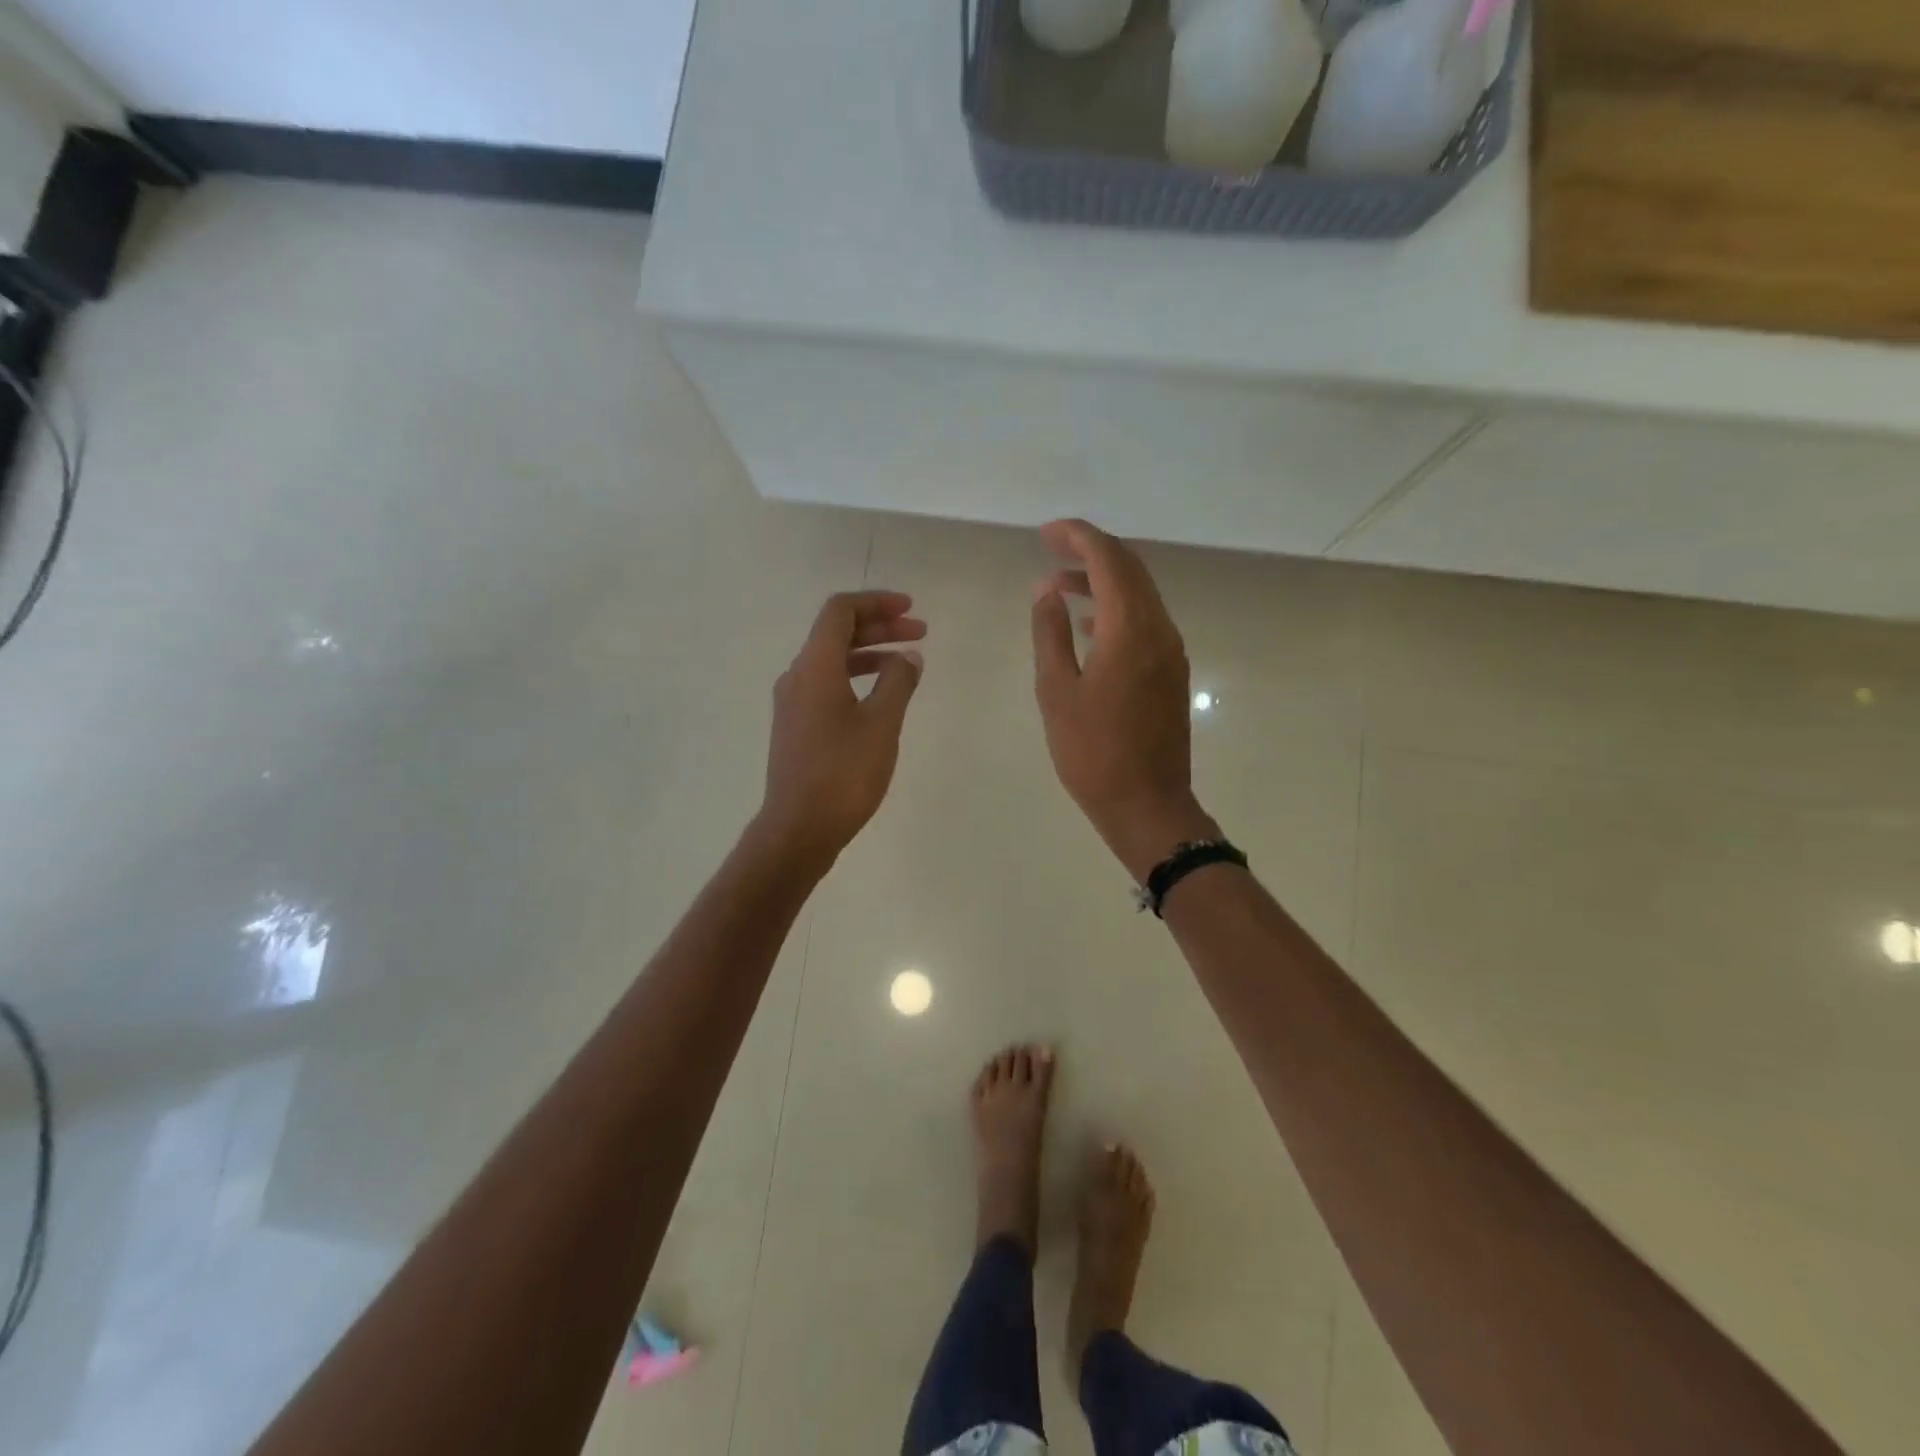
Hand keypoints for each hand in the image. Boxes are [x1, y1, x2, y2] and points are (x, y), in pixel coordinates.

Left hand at [755, 590, 925, 870]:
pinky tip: (882, 695)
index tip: (910, 609)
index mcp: (814, 666)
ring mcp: (793, 703)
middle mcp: (797, 676)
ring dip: (870, 653)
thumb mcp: (882, 724)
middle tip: (920, 633)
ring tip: (907, 662)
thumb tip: (908, 657)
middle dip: (880, 627)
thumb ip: (898, 682)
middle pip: (836, 633)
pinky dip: (857, 677)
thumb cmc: (843, 773)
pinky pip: (827, 684)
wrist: (798, 829)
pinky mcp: (796, 727)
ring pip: (832, 660)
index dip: (876, 602)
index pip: (840, 611)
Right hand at [1030, 520, 1217, 879]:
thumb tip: (1047, 590)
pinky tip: (1088, 626)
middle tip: (1050, 548)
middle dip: (1091, 551)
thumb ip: (1050, 634)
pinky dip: (1116, 610)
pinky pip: (1145, 622)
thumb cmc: (1093, 752)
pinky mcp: (1171, 673)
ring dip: (1103, 581)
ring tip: (1060, 586)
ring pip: (1140, 595)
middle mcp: (1159, 630)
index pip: (1109, 560)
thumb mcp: (1057, 692)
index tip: (1046, 532)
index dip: (1078, 537)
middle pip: (1130, 569)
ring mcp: (1171, 651)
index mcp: (1131, 629)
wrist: (1147, 805)